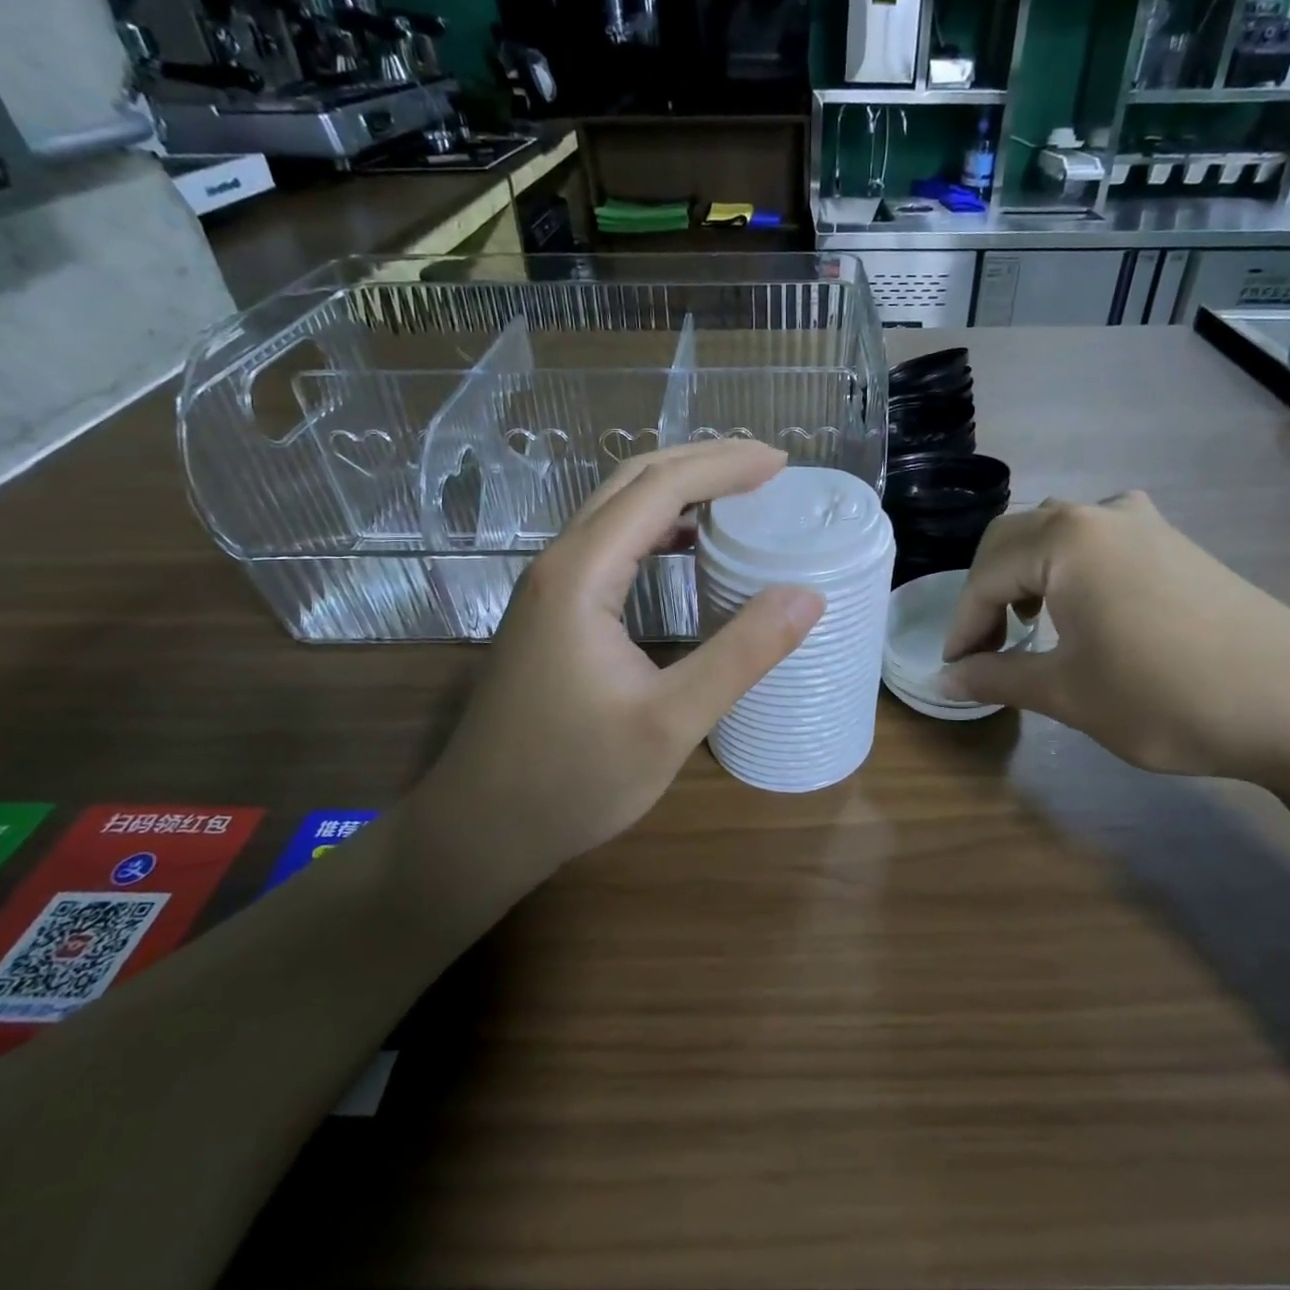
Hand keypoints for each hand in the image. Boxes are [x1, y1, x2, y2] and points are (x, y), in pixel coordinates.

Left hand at [408, 441, 824, 898]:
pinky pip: (608, 545)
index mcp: (582, 574)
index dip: (724, 466)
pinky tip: (686, 548)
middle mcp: (559, 564)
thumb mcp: (671, 722)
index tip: (782, 464)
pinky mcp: (551, 613)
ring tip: (738, 495)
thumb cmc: (574, 779)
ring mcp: (549, 587)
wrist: (481, 827)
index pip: (659, 488)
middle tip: (767, 467)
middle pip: (632, 482)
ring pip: (616, 510)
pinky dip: (655, 529)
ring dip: (677, 491)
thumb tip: (807, 595)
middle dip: (702, 463)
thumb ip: (742, 654)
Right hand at [942, 494, 1289, 784]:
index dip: (962, 625)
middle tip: (985, 647)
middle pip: (1013, 540)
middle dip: (987, 592)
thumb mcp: (1067, 692)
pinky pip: (1098, 540)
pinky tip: (1082, 610)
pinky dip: (1069, 569)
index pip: (985, 576)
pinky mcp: (1175, 542)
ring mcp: (1144, 523)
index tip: (955, 668)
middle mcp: (1099, 514)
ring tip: (1028, 625)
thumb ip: (996, 678)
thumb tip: (944, 679)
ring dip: (1027, 574)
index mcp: (1064, 538)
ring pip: (1055, 533)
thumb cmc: (1166, 696)